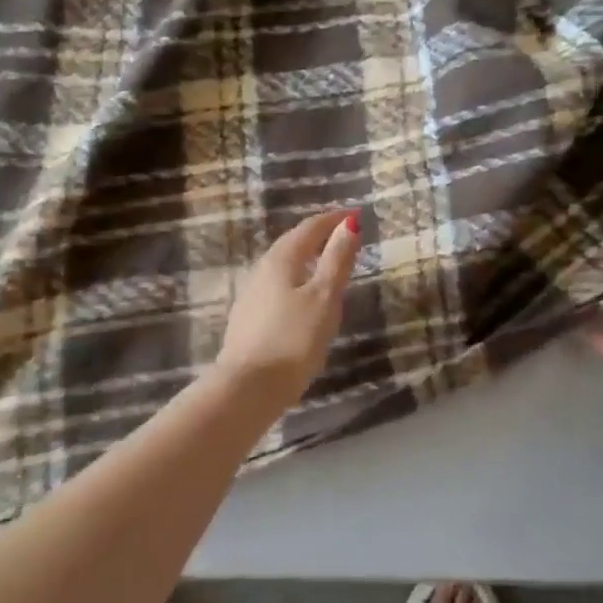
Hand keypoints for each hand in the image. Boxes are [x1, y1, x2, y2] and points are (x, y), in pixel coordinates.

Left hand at [215, 209, 361, 405]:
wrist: (249, 387)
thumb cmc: (294, 339)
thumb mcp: (324, 297)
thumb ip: (336, 260)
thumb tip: (348, 224)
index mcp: (281, 260)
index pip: (309, 229)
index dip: (332, 219)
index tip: (354, 214)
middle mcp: (261, 271)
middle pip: (292, 244)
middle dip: (317, 236)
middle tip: (342, 235)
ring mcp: (251, 296)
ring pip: (283, 267)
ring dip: (305, 259)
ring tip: (326, 263)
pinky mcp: (249, 320)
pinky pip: (277, 287)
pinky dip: (296, 281)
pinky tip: (304, 297)